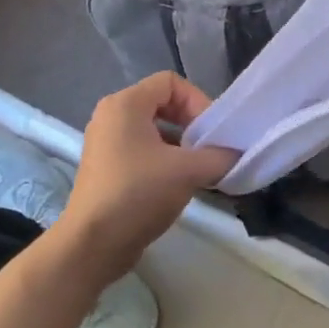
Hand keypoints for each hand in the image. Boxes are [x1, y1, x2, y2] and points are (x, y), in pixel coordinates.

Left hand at [58, 73, 236, 273]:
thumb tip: (237, 155)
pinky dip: (164, 160)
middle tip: (209, 149)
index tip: (211, 132)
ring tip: (198, 169)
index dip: (198, 101)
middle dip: (191, 124)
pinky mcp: (106, 168)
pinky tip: (179, 184)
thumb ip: (220, 156)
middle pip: (163, 104)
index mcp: (125, 104)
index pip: (171, 82)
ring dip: (180, 145)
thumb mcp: (188, 171)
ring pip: (154, 130)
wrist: (92, 245)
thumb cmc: (138, 194)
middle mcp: (111, 116)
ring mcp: (105, 143)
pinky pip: (142, 150)